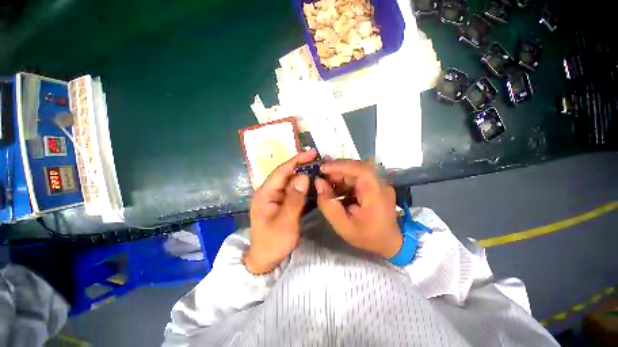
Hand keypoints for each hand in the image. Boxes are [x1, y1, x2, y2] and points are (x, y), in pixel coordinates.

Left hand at [244, 149, 317, 273]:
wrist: (266, 259)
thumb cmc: (273, 242)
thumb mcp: (285, 221)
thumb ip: (294, 198)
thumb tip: (303, 176)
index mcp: (265, 193)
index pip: (282, 171)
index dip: (297, 160)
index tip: (312, 152)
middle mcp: (270, 191)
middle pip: (287, 174)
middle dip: (302, 165)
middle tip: (319, 159)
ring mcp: (276, 197)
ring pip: (291, 182)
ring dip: (304, 175)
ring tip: (319, 168)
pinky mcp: (283, 202)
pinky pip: (294, 191)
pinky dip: (304, 186)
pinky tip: (314, 183)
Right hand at [315, 160, 401, 258]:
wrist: (389, 243)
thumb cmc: (367, 236)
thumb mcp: (343, 225)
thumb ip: (328, 204)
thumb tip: (318, 182)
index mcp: (375, 193)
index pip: (360, 169)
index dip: (340, 165)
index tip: (323, 168)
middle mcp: (380, 183)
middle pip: (357, 168)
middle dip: (337, 170)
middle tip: (321, 176)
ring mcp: (379, 183)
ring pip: (356, 171)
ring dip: (340, 174)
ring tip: (325, 181)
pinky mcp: (375, 185)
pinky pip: (358, 177)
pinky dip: (345, 180)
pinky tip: (336, 186)